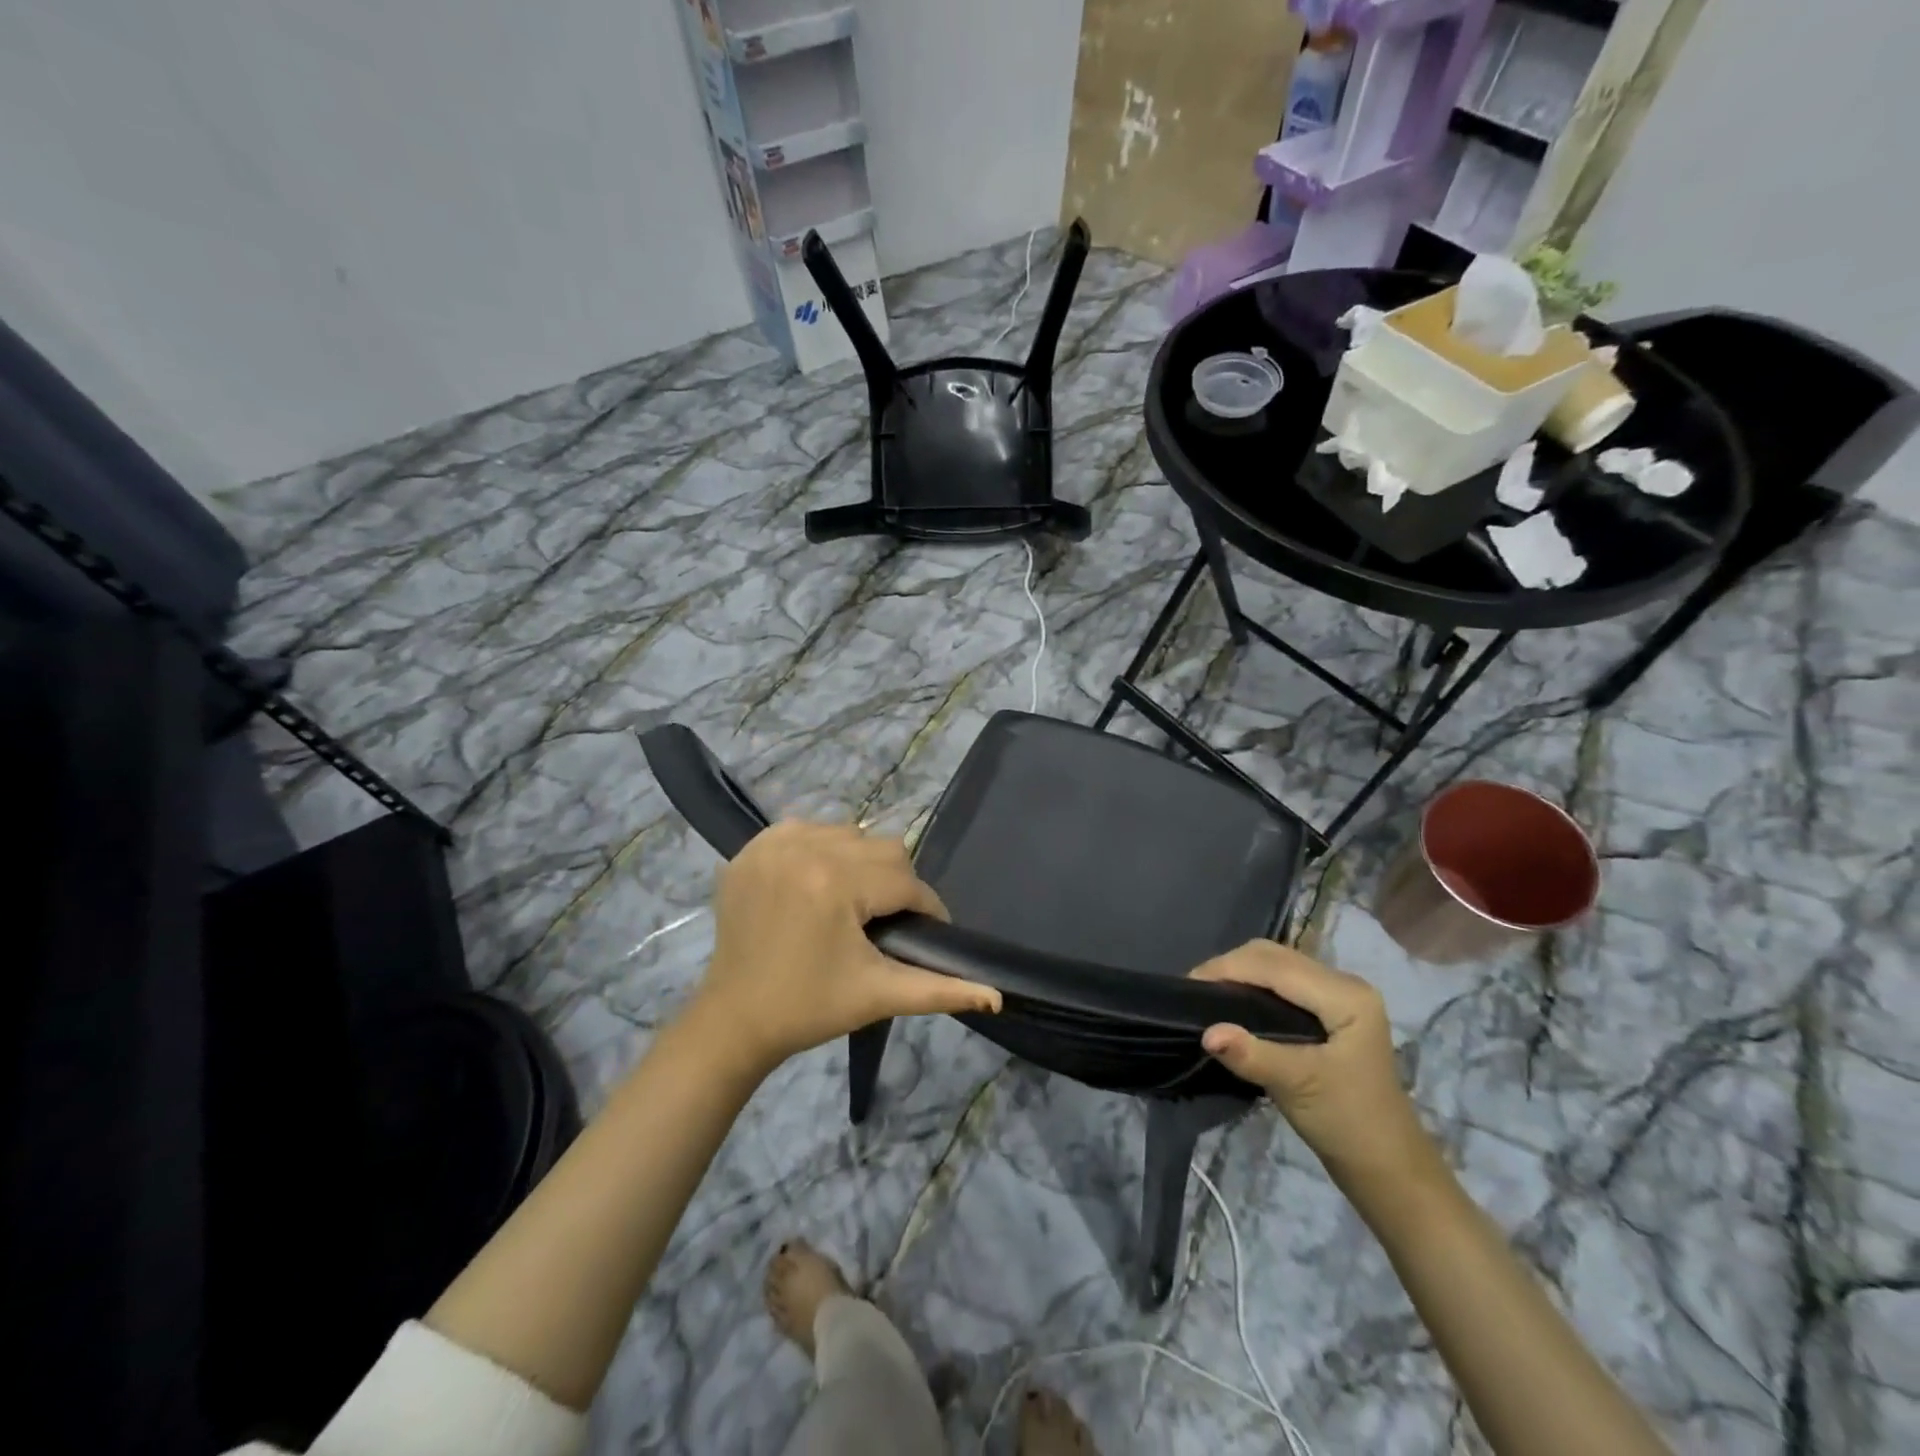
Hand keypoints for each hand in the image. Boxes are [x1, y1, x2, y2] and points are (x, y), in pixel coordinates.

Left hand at [686, 820, 1000, 1074]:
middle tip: (888, 922)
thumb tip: (997, 995)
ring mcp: (772, 844)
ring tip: (855, 902)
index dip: (927, 908)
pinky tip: (819, 883)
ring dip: (861, 863)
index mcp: (835, 883)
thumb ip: (941, 989)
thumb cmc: (810, 1008)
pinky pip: (807, 830)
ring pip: (848, 834)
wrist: (734, 1020)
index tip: (930, 934)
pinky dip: (821, 849)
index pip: (905, 881)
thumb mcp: (879, 995)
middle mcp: (804, 849)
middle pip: (881, 849)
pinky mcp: (750, 848)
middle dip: (895, 884)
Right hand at [1190, 941, 1440, 1190]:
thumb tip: (1206, 1033)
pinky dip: (1252, 985)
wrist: (1385, 1166)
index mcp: (1346, 995)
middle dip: (1230, 966)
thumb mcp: (1298, 1087)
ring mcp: (1338, 994)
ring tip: (1205, 995)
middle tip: (1193, 991)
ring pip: (1276, 965)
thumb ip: (1252, 1055)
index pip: (1275, 965)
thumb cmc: (1348, 1123)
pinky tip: (1232, 1002)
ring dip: (1239, 973)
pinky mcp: (1328, 1009)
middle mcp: (1344, 983)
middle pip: (1275, 956)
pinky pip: (1282, 981)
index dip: (1228, 968)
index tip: (1187, 986)